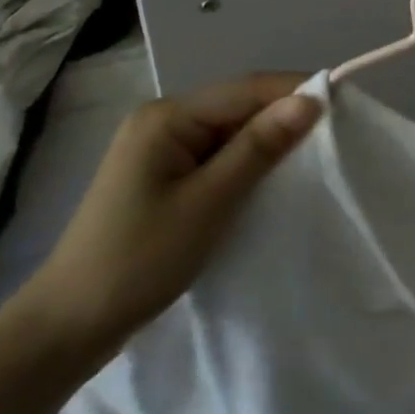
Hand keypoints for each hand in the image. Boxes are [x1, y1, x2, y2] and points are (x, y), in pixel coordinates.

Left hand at [10, 74, 321, 363]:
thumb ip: (260, 147)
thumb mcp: (210, 202)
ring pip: (232, 131)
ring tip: (312, 158)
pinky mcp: (164, 175)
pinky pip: (218, 155)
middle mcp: (164, 120)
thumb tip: (311, 100)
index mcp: (168, 116)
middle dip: (285, 117)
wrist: (70, 324)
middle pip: (240, 105)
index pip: (247, 89)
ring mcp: (161, 148)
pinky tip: (271, 178)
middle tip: (335, 138)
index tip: (344, 107)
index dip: (296, 93)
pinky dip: (248, 163)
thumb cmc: (140, 259)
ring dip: (269, 142)